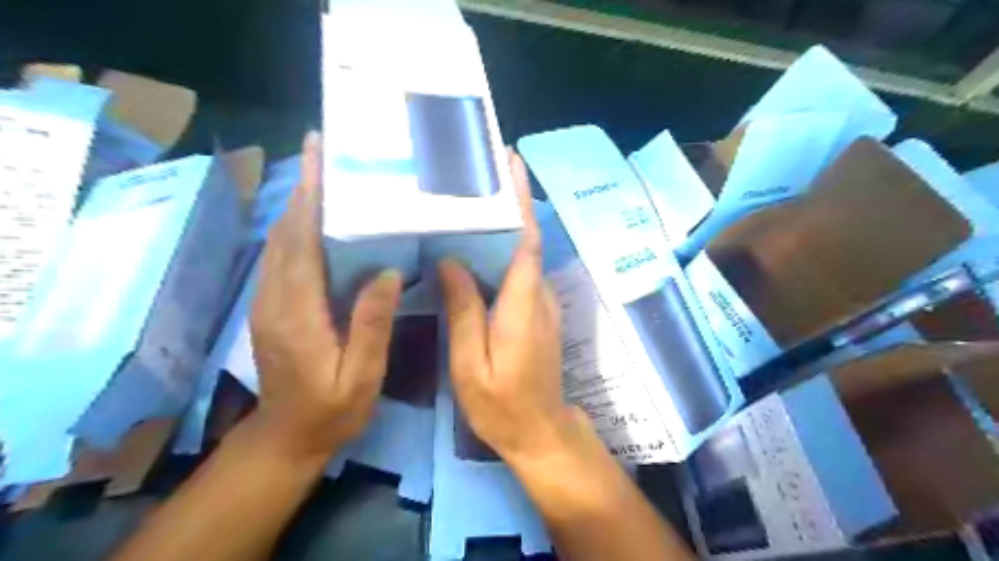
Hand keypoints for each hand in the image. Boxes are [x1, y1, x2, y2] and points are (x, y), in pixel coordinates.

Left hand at [250, 132, 400, 459]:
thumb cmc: (332, 410)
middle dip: (303, 188)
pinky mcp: (272, 306)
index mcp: (298, 312)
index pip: (301, 242)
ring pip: (280, 240)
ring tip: (326, 174)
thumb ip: (371, 325)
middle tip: (326, 151)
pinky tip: (320, 220)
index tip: (318, 157)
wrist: (288, 437)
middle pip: (286, 231)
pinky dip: (298, 228)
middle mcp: (275, 298)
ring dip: (299, 204)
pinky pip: (283, 256)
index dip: (310, 197)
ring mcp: (268, 301)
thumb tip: (388, 273)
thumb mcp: (361, 376)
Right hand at [440, 152, 586, 467]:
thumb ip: (464, 311)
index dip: (521, 200)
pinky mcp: (538, 313)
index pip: (526, 239)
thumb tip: (450, 261)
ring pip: (522, 255)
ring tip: (469, 202)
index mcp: (522, 303)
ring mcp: (542, 304)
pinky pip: (519, 274)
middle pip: (525, 239)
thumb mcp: (470, 364)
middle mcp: (539, 295)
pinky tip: (474, 249)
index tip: (512, 164)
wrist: (540, 431)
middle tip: (477, 173)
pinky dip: (502, 253)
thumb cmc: (501, 404)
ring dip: (504, 226)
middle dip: (509, 203)